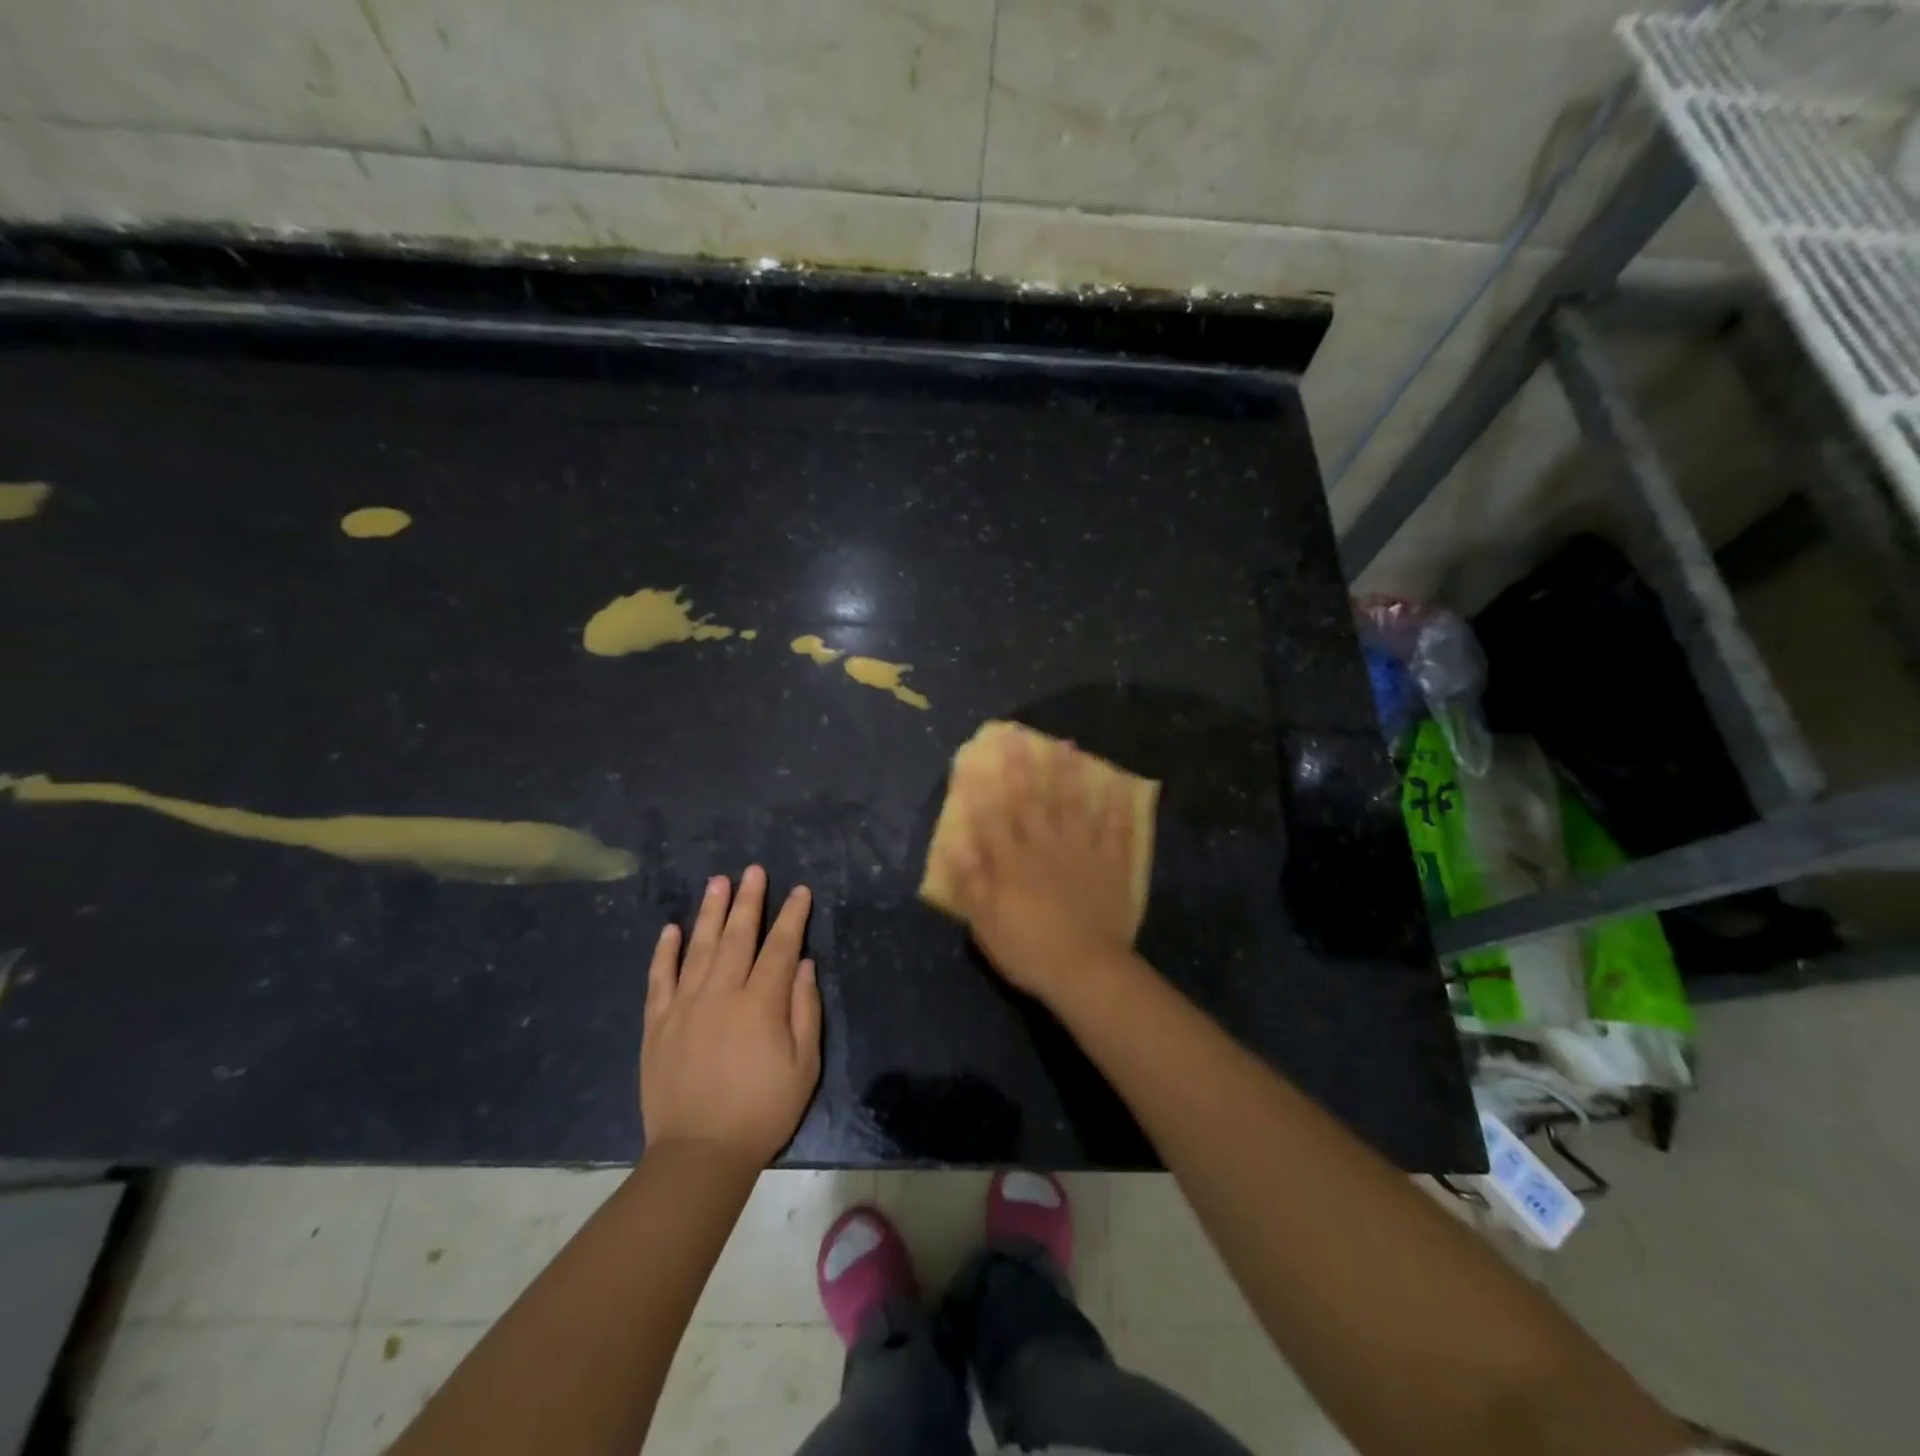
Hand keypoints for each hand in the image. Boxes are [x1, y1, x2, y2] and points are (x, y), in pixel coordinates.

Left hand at [641, 866, 820, 1167]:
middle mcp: (721, 993)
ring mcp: (684, 1006)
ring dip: (710, 912)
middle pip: (737, 936)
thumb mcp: (804, 1065)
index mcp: (760, 1003)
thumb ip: (805, 1009)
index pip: (780, 946)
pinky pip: (660, 978)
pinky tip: (671, 929)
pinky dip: (665, 952)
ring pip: (699, 947)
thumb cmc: (763, 1110)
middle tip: (753, 870)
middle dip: (749, 900)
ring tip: (718, 882)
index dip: (792, 916)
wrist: (699, 1154)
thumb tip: (802, 964)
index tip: (800, 891)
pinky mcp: (657, 1024)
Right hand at [944, 733, 1139, 1003]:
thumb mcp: (986, 923)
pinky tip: (1115, 786)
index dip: (982, 786)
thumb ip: (971, 881)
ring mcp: (1081, 851)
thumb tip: (954, 843)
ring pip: (1073, 805)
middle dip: (1022, 765)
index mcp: (1013, 861)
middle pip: (1032, 799)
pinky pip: (1114, 830)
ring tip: (1067, 744)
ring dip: (1069, 774)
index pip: (993, 816)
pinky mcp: (1110, 865)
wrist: (1086, 971)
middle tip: (1017, 734)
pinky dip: (1114, 807)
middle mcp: (1045, 846)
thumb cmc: (1028, 950)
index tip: (974, 758)